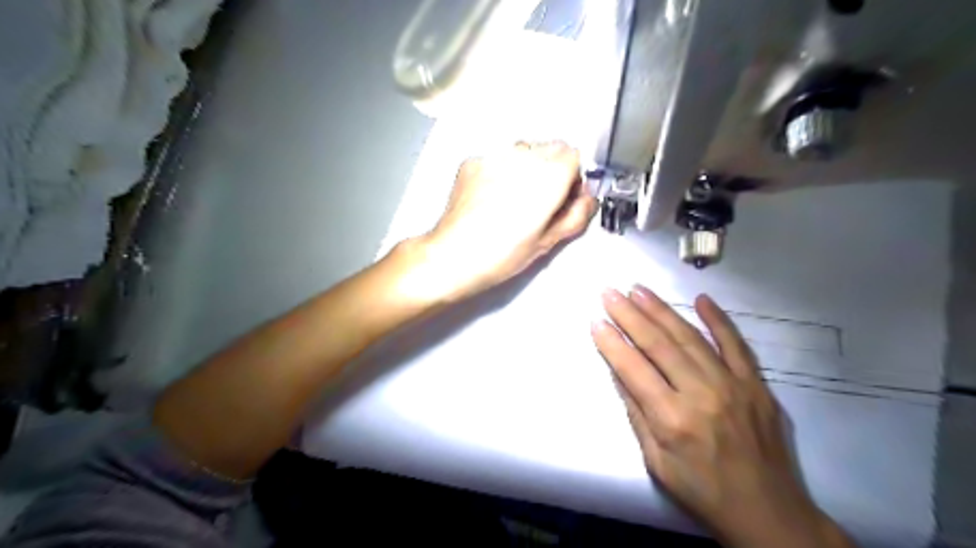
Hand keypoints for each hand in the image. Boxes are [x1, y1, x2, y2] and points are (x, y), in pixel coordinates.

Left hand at [418, 140, 594, 299]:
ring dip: (526, 166)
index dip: (572, 176)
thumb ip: (576, 215)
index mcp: (549, 176)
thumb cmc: (503, 254)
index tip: (563, 196)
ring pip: (522, 149)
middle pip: (550, 148)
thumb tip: (587, 199)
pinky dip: (500, 170)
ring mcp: (495, 155)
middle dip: (551, 168)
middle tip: (539, 199)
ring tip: (513, 198)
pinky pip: (496, 158)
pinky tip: (490, 196)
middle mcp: (523, 156)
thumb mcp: (548, 241)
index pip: (574, 155)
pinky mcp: (472, 160)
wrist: (454, 255)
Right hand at [590, 286, 851, 547]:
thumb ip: (636, 412)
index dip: (611, 343)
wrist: (769, 514)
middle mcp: (701, 394)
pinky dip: (718, 320)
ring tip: (638, 289)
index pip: (633, 369)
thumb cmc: (702, 491)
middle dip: (629, 315)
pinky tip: (701, 299)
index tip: (595, 320)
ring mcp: (733, 385)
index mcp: (672, 419)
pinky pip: (736, 344)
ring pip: (690, 337)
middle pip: (659, 345)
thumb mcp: (656, 461)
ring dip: (661, 310)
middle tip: (610, 292)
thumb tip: (618, 371)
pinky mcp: (756, 384)